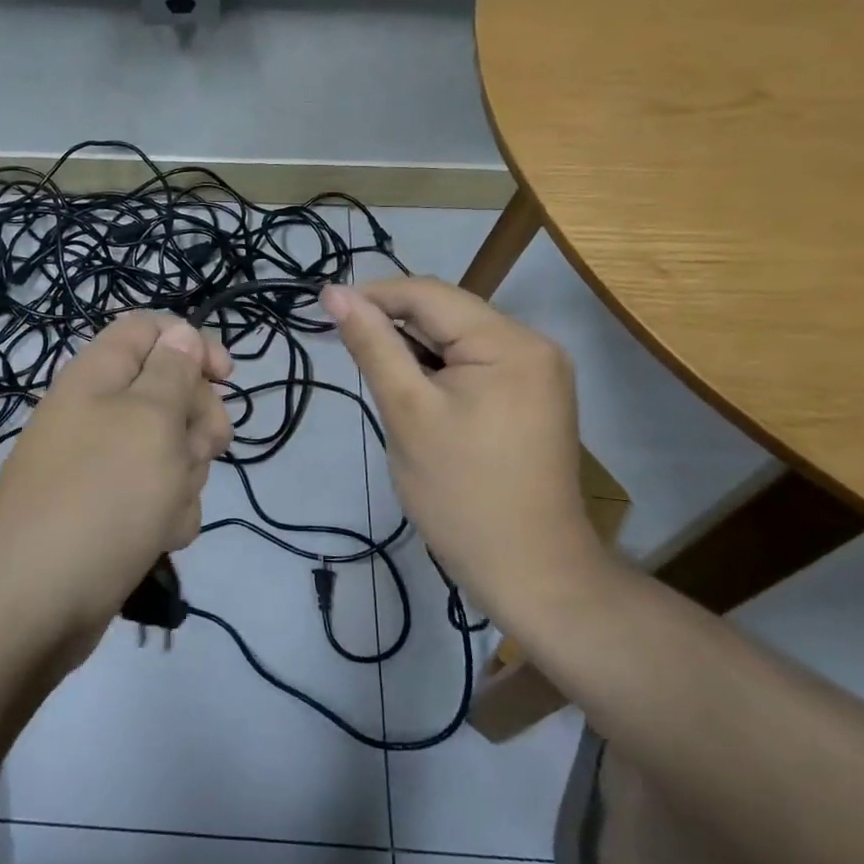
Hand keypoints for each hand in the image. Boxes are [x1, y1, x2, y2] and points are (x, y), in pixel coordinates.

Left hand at [0, 312, 233, 640]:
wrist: (32, 605)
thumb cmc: (100, 497)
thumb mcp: (149, 421)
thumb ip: (172, 372)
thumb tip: (179, 333)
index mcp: (98, 376)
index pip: (149, 329)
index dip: (191, 343)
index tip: (226, 377)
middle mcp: (98, 413)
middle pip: (169, 392)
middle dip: (197, 421)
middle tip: (202, 449)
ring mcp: (102, 466)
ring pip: (172, 451)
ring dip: (183, 477)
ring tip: (164, 507)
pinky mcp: (109, 512)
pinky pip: (158, 497)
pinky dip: (166, 515)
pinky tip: (156, 538)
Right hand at [322, 278, 606, 618]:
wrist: (531, 571)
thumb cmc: (461, 493)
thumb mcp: (407, 412)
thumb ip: (373, 346)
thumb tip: (336, 293)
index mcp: (509, 341)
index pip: (429, 294)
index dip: (373, 295)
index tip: (325, 308)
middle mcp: (533, 344)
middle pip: (447, 314)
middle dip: (394, 326)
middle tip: (347, 351)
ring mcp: (539, 371)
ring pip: (459, 339)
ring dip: (415, 350)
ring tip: (381, 381)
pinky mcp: (534, 396)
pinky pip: (476, 364)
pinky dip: (440, 371)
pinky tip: (417, 396)